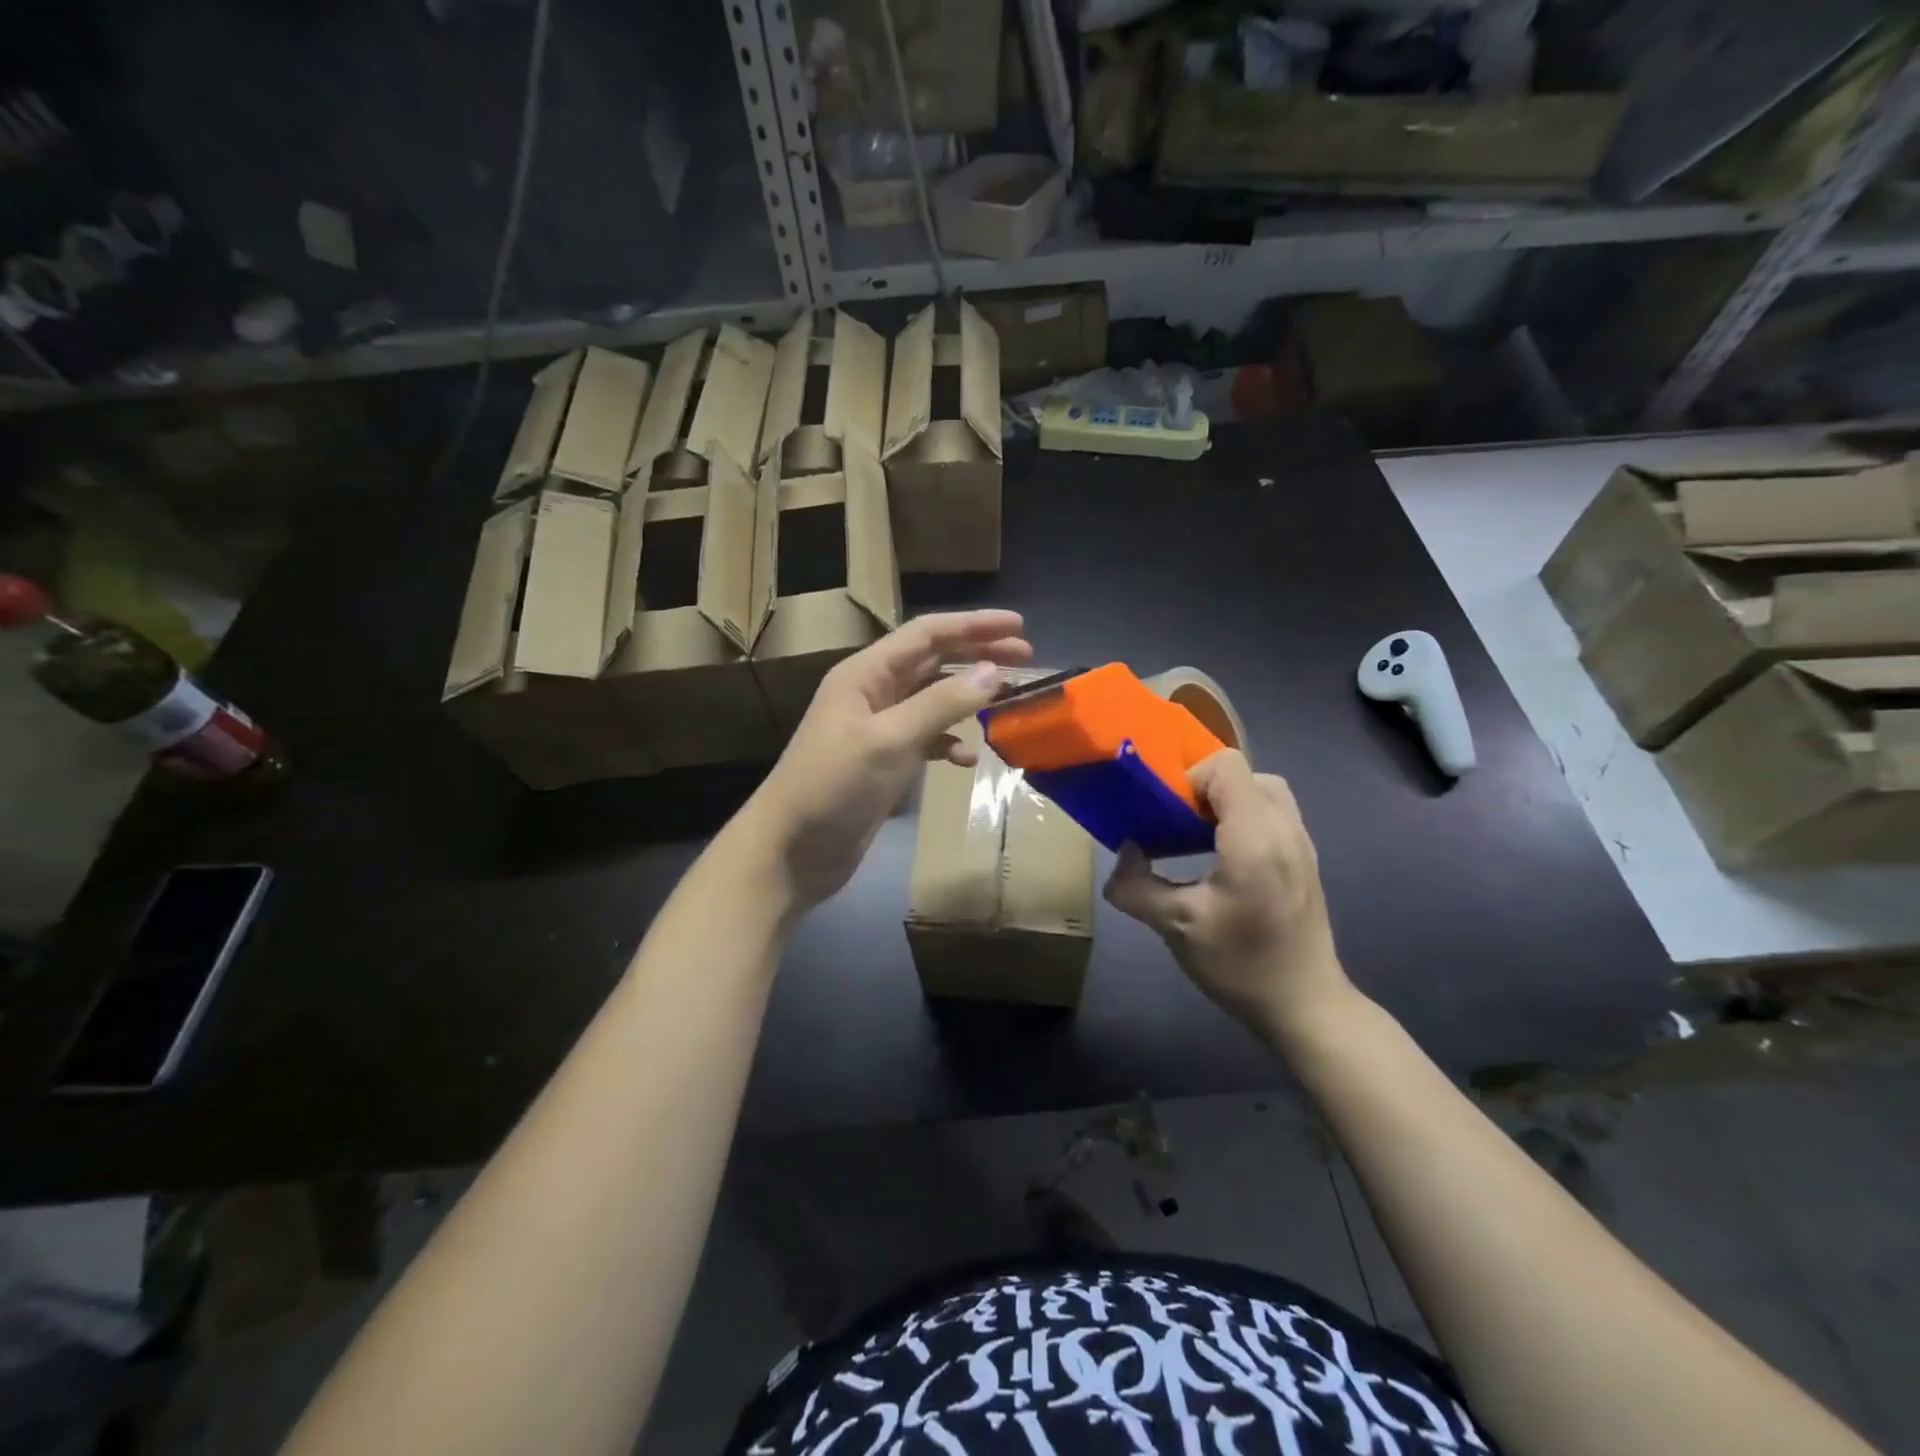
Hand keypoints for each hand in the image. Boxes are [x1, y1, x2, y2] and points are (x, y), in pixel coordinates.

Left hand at [749, 610, 1031, 907]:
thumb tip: (992, 671)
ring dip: (969, 698)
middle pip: (934, 661)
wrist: (790, 851)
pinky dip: (949, 743)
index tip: (1019, 626)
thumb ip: (941, 704)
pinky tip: (966, 758)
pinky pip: (926, 739)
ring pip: (933, 700)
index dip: (973, 625)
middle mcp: (873, 693)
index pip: (927, 634)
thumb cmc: (832, 786)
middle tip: (1027, 658)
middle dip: (978, 655)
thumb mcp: (889, 740)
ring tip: (1008, 701)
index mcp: (866, 674)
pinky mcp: (884, 762)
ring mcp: (879, 729)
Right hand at [1104, 750, 1350, 1041]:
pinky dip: (1244, 817)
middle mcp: (1284, 829)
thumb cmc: (1240, 965)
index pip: (1226, 766)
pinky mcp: (1305, 859)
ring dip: (1226, 801)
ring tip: (1197, 837)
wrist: (1306, 1006)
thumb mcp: (1175, 927)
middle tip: (1179, 823)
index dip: (1189, 778)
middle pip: (1244, 773)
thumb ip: (1136, 887)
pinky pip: (1273, 813)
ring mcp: (1301, 843)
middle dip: (1205, 788)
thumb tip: (1124, 854)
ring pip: (1262, 790)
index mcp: (1254, 838)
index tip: (1167, 814)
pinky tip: (1221, 857)